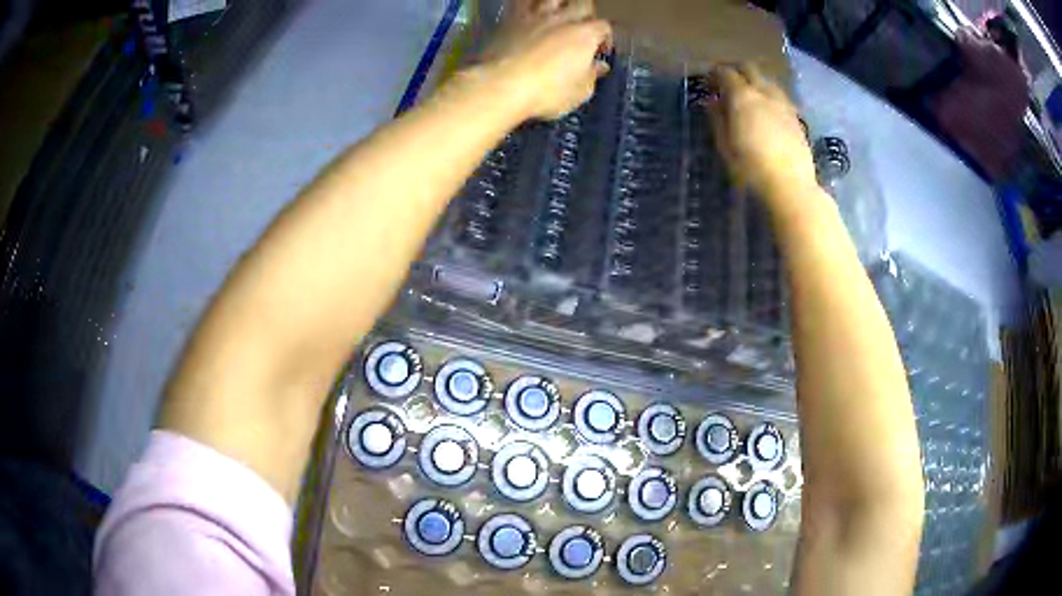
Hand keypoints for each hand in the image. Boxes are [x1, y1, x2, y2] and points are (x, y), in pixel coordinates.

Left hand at [478, 0, 611, 119]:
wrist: (501, 85)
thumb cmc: (546, 92)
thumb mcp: (578, 93)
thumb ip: (591, 76)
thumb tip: (599, 67)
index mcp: (585, 35)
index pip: (603, 27)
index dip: (605, 38)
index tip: (599, 51)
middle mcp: (563, 19)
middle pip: (582, 3)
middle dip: (586, 14)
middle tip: (582, 27)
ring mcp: (535, 16)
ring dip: (559, 3)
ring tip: (557, 14)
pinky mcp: (510, 19)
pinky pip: (521, 2)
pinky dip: (528, 4)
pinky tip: (528, 11)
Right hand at [699, 64, 817, 206]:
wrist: (790, 186)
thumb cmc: (750, 168)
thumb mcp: (725, 145)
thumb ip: (717, 119)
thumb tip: (712, 102)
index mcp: (742, 96)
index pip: (725, 73)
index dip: (714, 74)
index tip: (707, 83)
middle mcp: (764, 92)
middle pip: (749, 68)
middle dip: (736, 70)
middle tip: (727, 83)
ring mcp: (783, 103)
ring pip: (767, 80)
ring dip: (755, 81)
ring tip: (748, 96)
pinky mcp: (796, 117)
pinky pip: (780, 96)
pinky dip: (769, 96)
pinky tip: (767, 111)